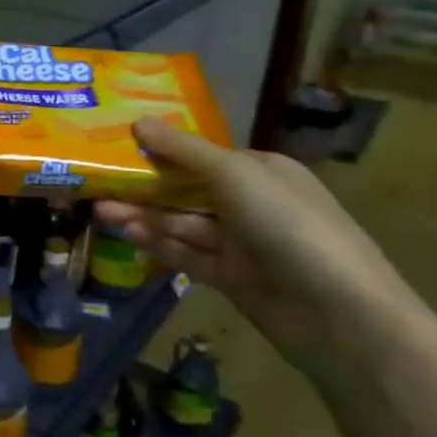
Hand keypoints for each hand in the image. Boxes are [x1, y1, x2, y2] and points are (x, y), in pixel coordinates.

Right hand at [94, 118, 421, 379]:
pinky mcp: (230, 277)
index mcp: (261, 171)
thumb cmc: (288, 225)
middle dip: (143, 185)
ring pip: (181, 222)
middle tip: (96, 182)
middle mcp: (251, 203)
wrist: (339, 314)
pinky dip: (157, 243)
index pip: (200, 155)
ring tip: (99, 211)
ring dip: (143, 215)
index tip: (116, 145)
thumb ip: (183, 150)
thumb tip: (138, 121)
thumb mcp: (234, 175)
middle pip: (185, 189)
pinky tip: (126, 233)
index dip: (159, 150)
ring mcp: (241, 243)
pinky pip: (185, 253)